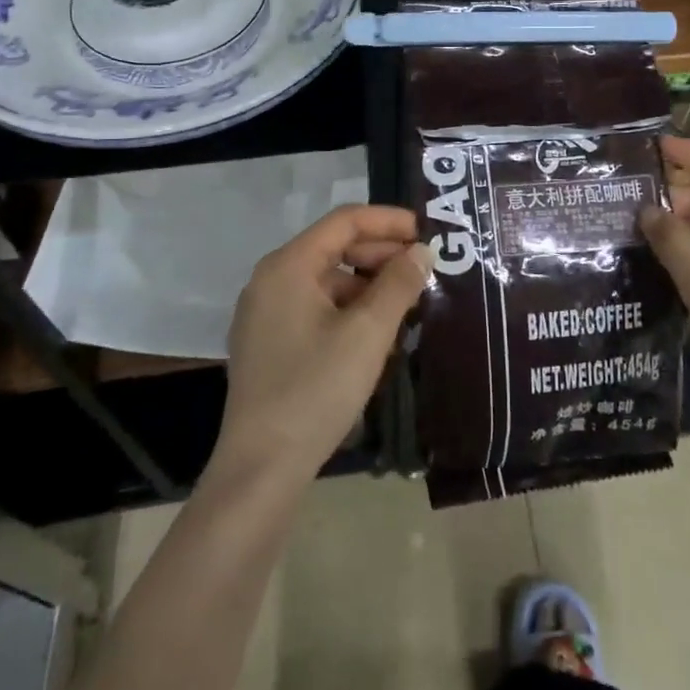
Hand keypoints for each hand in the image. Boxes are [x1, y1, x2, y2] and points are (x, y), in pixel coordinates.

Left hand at [213, 205, 432, 488]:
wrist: (261, 467)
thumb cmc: (316, 389)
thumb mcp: (368, 333)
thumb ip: (398, 284)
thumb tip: (422, 252)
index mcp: (288, 266)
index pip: (345, 221)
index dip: (389, 221)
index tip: (428, 233)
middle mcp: (271, 279)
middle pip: (334, 247)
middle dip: (381, 254)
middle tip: (423, 272)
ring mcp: (265, 312)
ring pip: (327, 280)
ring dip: (368, 285)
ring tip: (407, 305)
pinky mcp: (268, 342)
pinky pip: (315, 307)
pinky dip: (348, 309)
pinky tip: (377, 333)